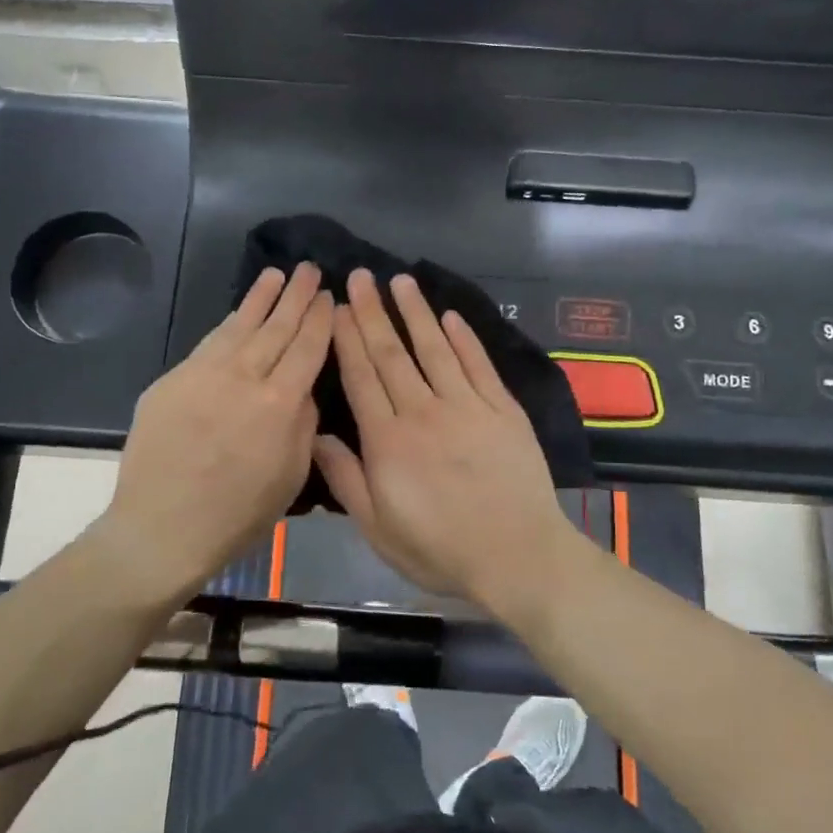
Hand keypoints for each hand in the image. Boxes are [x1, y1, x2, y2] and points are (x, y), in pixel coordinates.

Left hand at [102, 264, 332, 593]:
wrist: (162, 528)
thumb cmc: (238, 514)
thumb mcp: (291, 476)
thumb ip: (302, 424)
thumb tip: (301, 389)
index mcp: (279, 404)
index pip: (307, 348)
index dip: (320, 319)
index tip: (328, 296)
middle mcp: (243, 378)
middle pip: (276, 327)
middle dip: (296, 296)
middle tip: (308, 269)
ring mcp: (203, 375)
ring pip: (239, 326)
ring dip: (260, 298)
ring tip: (276, 275)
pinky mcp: (172, 380)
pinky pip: (208, 344)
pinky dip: (228, 324)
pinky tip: (237, 314)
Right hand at [313, 270, 571, 612]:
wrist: (517, 555)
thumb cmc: (440, 549)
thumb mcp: (378, 528)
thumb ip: (346, 479)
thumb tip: (316, 434)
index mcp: (388, 440)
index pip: (361, 377)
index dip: (346, 338)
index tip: (336, 307)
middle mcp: (423, 411)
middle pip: (392, 354)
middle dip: (372, 312)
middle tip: (360, 276)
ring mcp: (467, 405)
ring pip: (434, 349)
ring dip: (415, 312)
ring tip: (400, 281)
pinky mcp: (502, 409)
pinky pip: (478, 365)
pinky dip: (464, 338)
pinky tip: (450, 316)